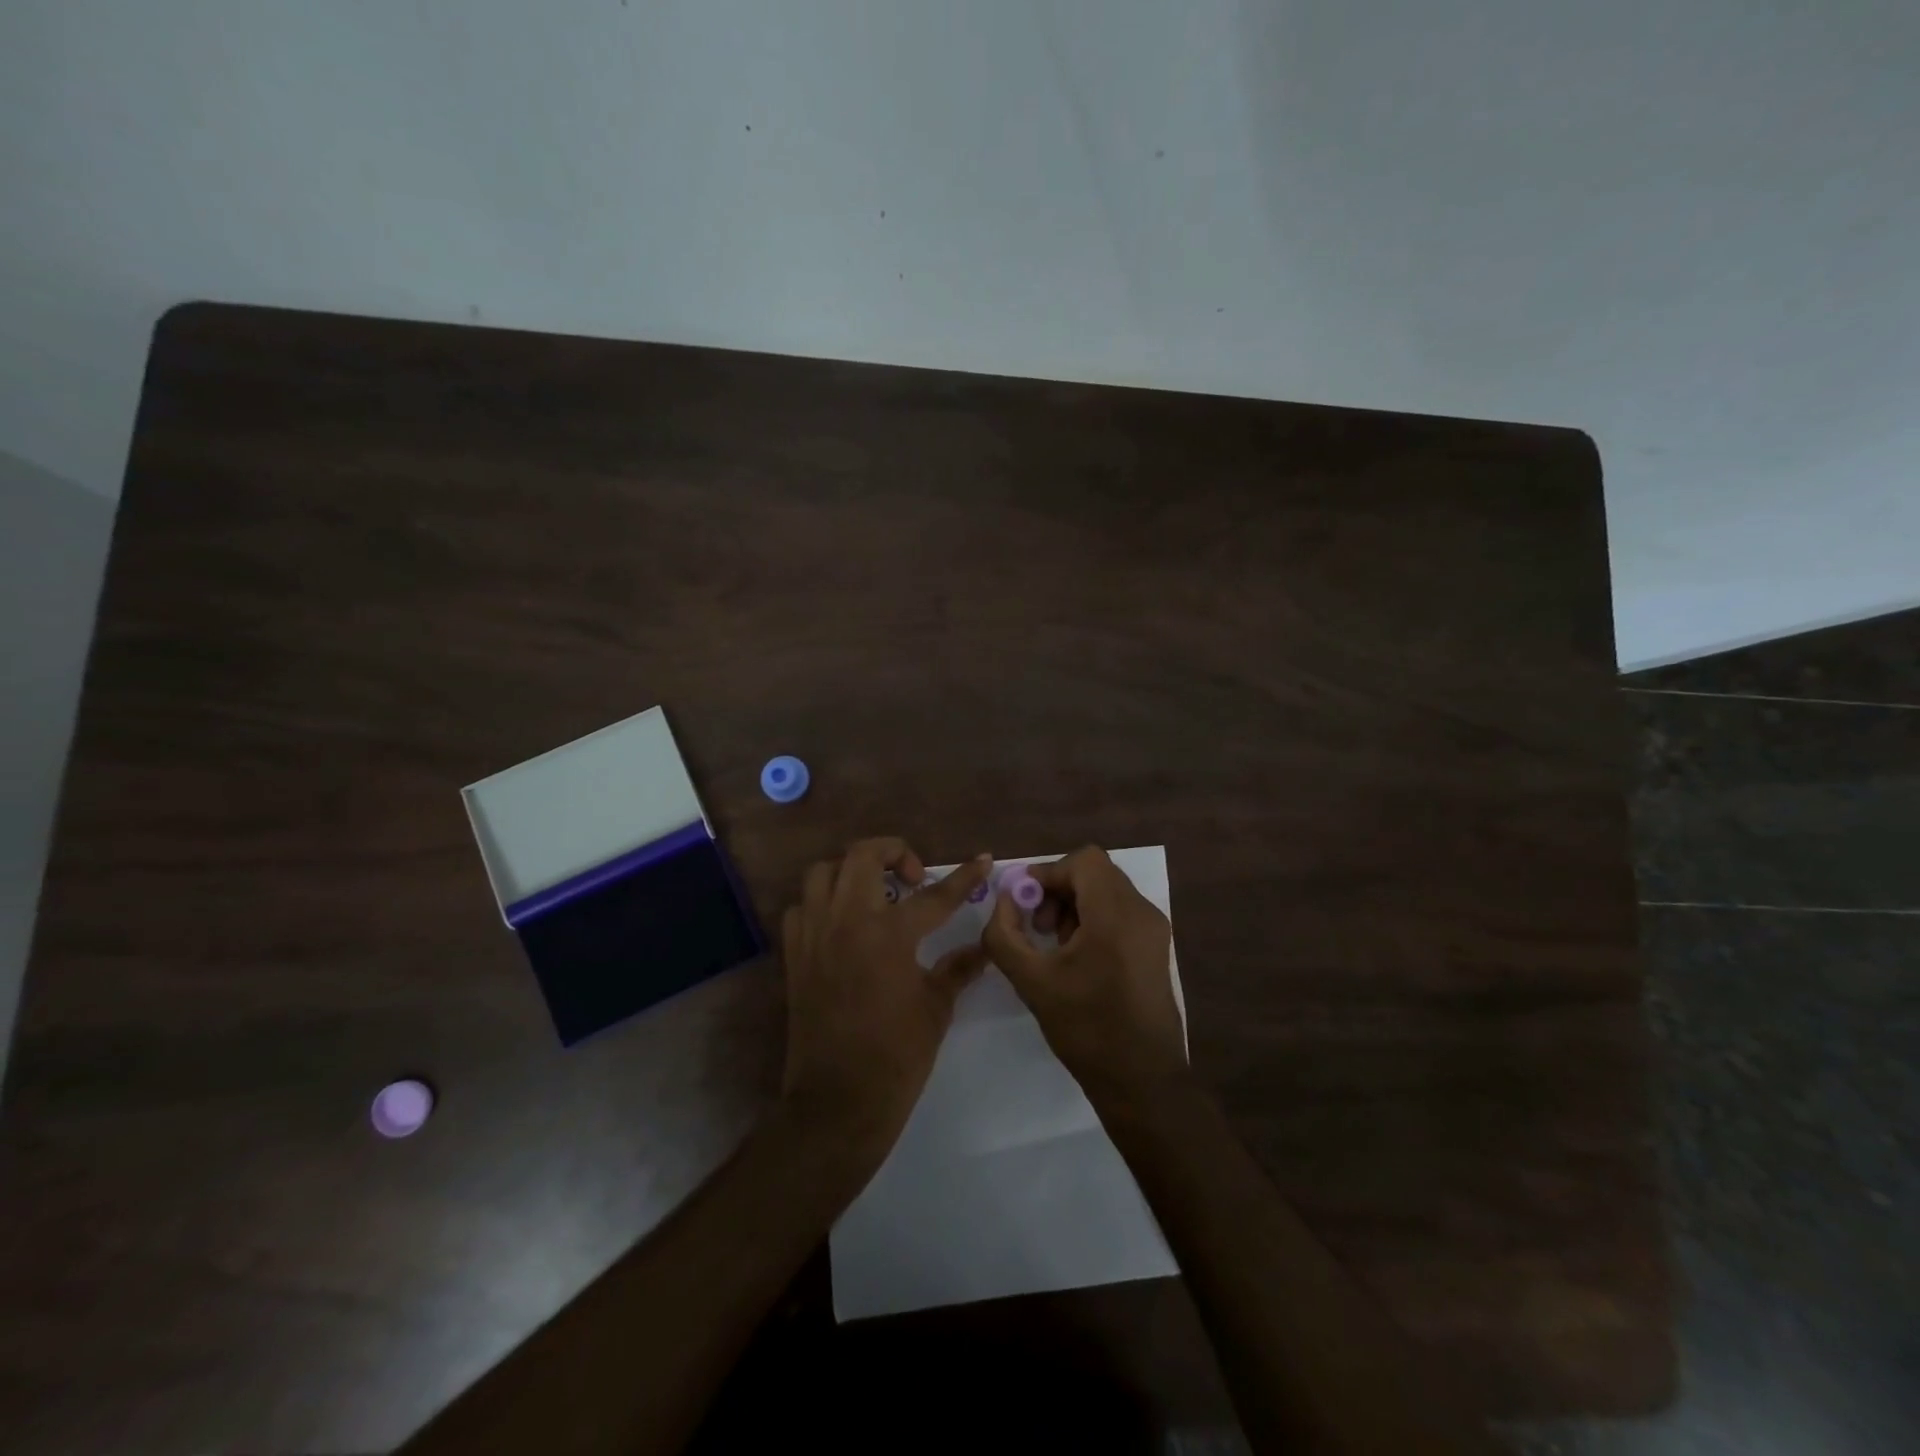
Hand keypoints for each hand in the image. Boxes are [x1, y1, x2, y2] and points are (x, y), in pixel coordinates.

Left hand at [780, 839, 992, 1160]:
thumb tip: (985, 947)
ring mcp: (814, 935)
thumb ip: (958, 968)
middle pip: (863, 855)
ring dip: (851, 871)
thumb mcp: (936, 1008)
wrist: (838, 1101)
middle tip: (913, 876)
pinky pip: (801, 907)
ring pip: (823, 872)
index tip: (984, 859)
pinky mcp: (794, 954)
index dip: (964, 877)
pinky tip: (841, 923)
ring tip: (874, 892)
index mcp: (889, 935)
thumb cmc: (896, 1056)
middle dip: (894, 851)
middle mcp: (847, 921)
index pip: (935, 895)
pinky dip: (822, 903)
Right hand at [983, 845, 1185, 1098]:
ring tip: (1055, 944)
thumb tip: (1004, 901)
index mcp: (1116, 915)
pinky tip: (1077, 956)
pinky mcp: (1157, 947)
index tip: (1024, 901)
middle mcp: (1142, 912)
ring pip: (1108, 891)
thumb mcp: (1031, 981)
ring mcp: (1155, 929)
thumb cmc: (1086, 1029)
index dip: (1048, 873)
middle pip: (1095, 873)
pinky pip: (1121, 912)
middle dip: (1059, 890)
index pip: (1084, 861)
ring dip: (1075, 904)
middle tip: (1037, 925)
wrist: (1141, 1080)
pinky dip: (1094, 918)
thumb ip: (1005, 935)